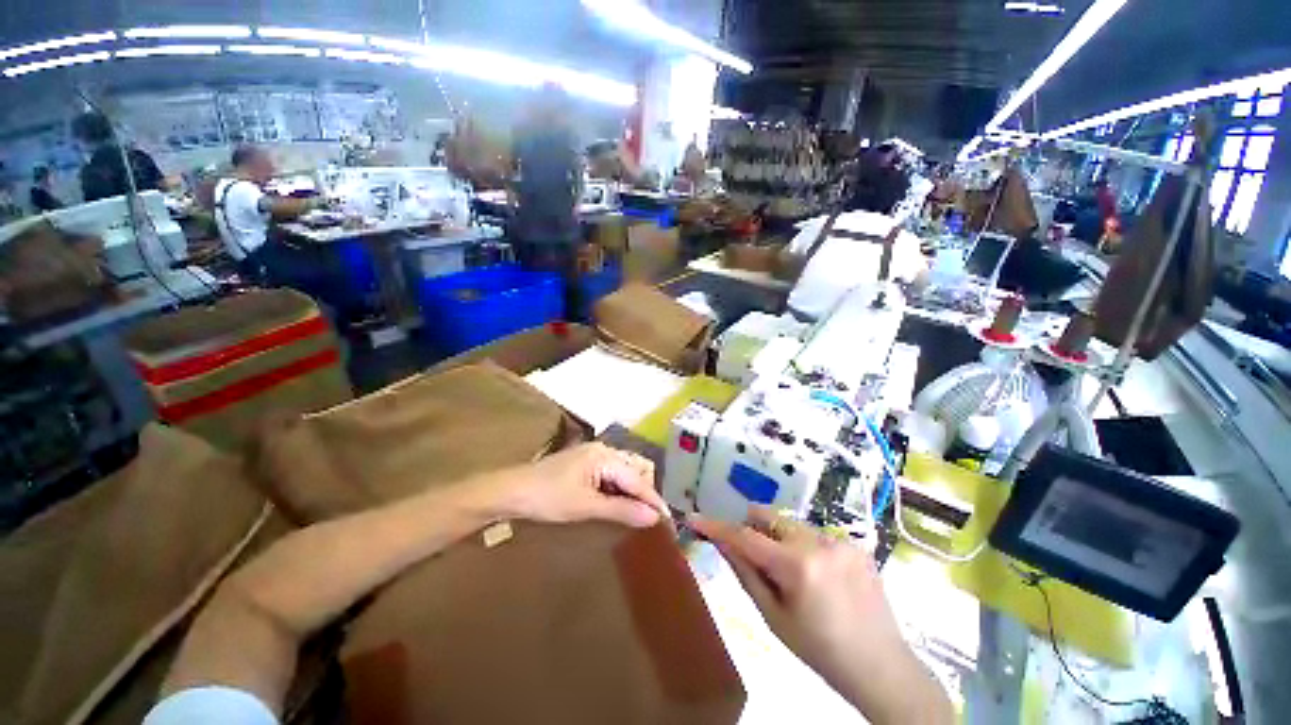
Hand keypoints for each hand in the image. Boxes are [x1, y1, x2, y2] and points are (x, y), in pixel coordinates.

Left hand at [487, 443, 667, 528]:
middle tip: (653, 518)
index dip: (653, 500)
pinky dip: (617, 491)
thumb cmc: (548, 498)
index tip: (668, 519)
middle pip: (633, 472)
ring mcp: (593, 455)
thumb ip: (621, 510)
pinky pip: (610, 475)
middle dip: (644, 495)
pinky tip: (618, 504)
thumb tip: (653, 517)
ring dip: (631, 493)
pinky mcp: (585, 463)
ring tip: (640, 514)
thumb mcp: (586, 506)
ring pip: (622, 474)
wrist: (510, 491)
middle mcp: (603, 450)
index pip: (637, 480)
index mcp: (605, 456)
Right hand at [691, 506, 952, 724]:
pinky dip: (804, 547)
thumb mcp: (774, 618)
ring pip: (790, 524)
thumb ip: (746, 573)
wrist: (882, 666)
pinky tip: (820, 577)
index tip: (694, 518)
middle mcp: (818, 542)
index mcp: (796, 566)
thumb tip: (721, 543)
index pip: (745, 537)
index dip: (717, 527)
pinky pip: (815, 533)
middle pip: (768, 516)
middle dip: (752, 529)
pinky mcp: (854, 543)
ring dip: (780, 540)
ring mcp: (839, 539)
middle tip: (755, 557)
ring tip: (794, 575)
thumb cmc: (820, 650)